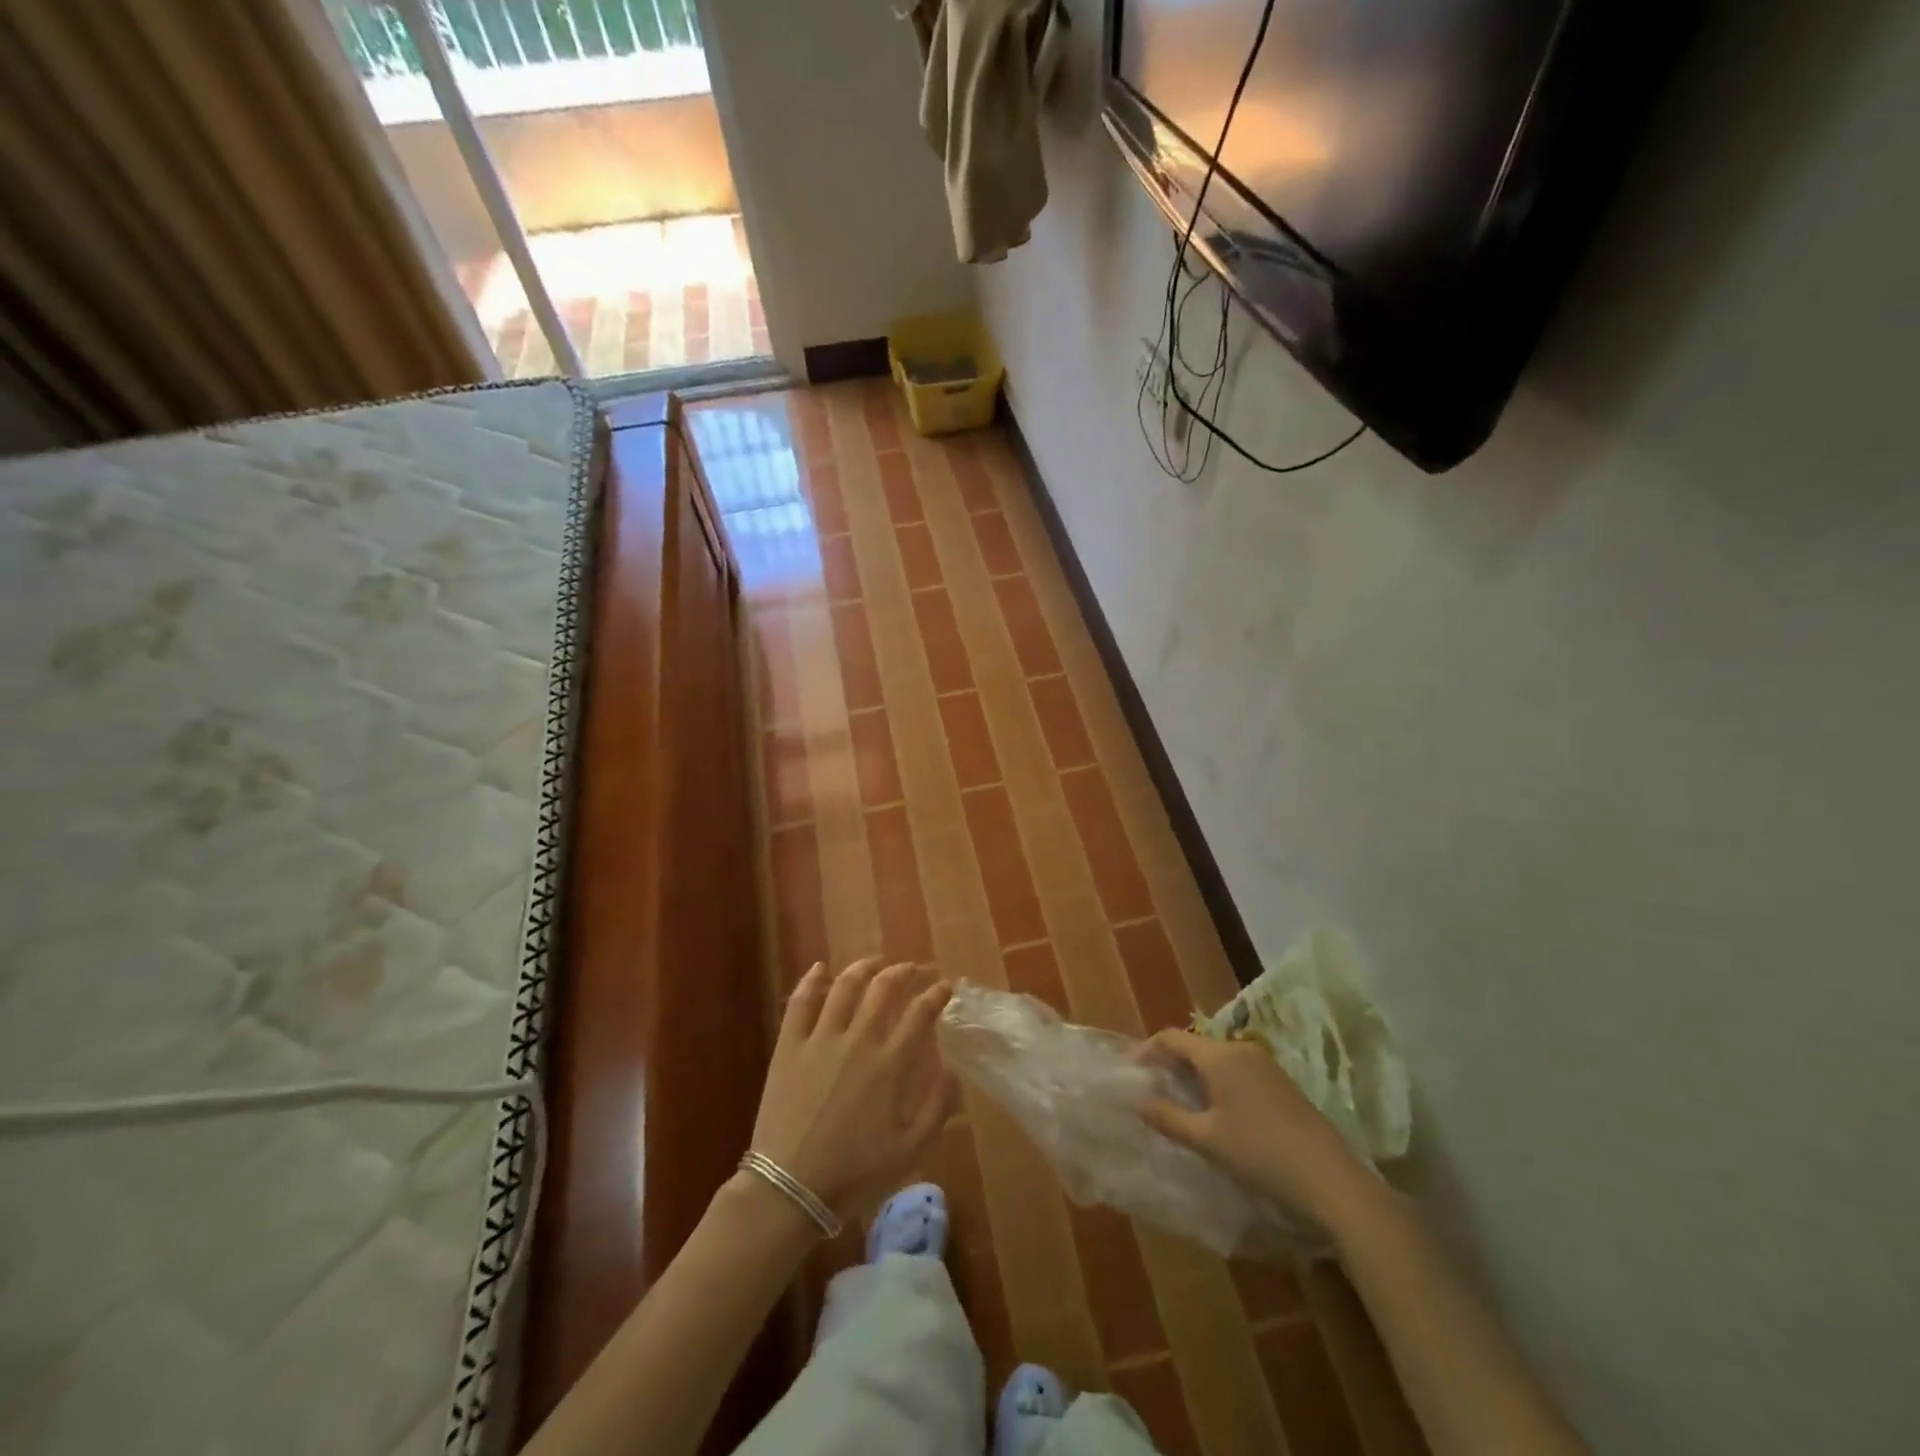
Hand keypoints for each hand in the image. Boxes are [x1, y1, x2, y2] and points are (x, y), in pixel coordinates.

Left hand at [750, 958, 958, 1216]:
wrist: (791, 1188)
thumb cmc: (854, 1172)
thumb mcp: (910, 1149)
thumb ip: (937, 1107)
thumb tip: (954, 1069)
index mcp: (890, 1064)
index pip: (920, 1013)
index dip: (936, 995)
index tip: (945, 986)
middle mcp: (858, 1040)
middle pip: (883, 989)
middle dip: (903, 972)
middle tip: (911, 968)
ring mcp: (820, 1039)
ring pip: (844, 986)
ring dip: (863, 968)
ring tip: (874, 962)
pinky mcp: (789, 1046)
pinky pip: (800, 1002)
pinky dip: (811, 980)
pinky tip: (820, 968)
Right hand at [1138, 1029, 1378, 1232]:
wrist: (1331, 1180)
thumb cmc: (1260, 1154)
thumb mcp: (1207, 1140)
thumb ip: (1168, 1117)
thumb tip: (1139, 1100)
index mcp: (1219, 1056)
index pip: (1171, 1038)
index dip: (1147, 1050)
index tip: (1130, 1071)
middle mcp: (1241, 1050)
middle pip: (1195, 1046)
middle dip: (1170, 1063)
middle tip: (1152, 1089)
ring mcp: (1265, 1065)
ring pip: (1217, 1059)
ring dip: (1195, 1074)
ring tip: (1180, 1102)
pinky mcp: (1282, 1083)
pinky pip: (1238, 1070)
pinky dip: (1218, 1082)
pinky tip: (1217, 1111)